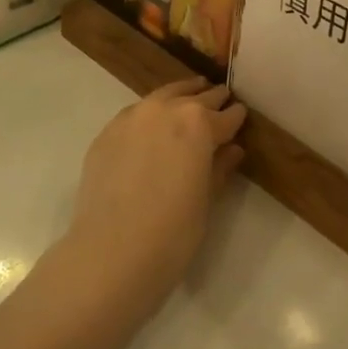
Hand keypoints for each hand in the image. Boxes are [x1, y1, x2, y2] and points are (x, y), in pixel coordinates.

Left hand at [64, 79, 246, 314]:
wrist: (111, 252)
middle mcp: (165, 109)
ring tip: (190, 98)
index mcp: (198, 123)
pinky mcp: (107, 132)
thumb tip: (231, 149)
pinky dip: (150, 114)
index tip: (241, 116)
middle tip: (221, 99)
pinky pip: (136, 114)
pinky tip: (153, 127)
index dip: (236, 117)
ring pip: (163, 96)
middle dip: (211, 99)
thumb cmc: (173, 232)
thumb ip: (220, 167)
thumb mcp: (207, 199)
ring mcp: (132, 117)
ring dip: (180, 96)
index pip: (226, 116)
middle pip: (195, 97)